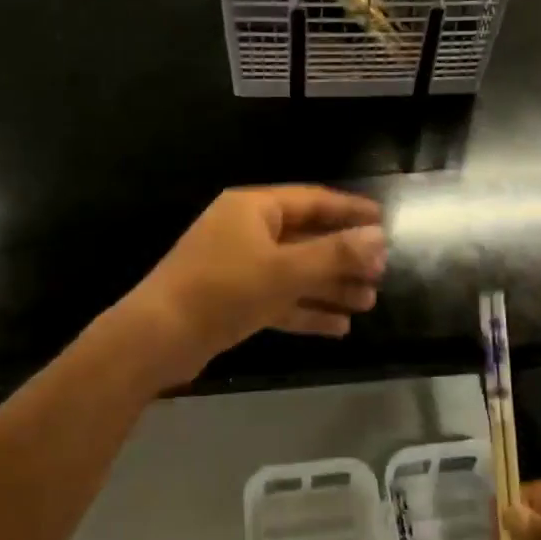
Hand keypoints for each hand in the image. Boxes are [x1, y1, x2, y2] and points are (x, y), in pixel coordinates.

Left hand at [126, 186, 385, 384]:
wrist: (157, 338)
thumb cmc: (223, 290)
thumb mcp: (284, 270)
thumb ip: (334, 254)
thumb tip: (379, 238)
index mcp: (254, 208)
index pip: (313, 201)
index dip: (350, 211)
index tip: (384, 222)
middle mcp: (246, 231)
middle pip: (306, 238)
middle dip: (344, 257)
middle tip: (380, 272)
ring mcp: (238, 267)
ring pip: (295, 272)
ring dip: (330, 286)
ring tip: (368, 301)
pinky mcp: (233, 300)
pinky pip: (279, 298)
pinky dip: (306, 310)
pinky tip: (339, 327)